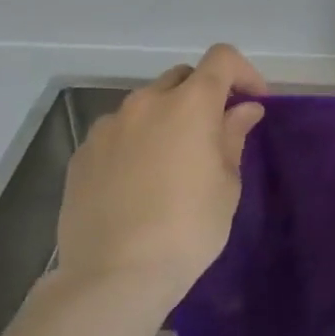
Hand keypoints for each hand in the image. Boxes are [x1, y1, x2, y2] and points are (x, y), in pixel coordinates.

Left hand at [56, 44, 267, 309]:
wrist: (113, 276)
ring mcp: (108, 126)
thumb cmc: (188, 228)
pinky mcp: (82, 153)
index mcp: (190, 103)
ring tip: (172, 160)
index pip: (222, 59)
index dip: (243, 73)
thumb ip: (233, 136)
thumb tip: (244, 109)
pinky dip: (136, 142)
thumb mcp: (227, 184)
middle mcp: (146, 102)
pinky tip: (138, 182)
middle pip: (182, 77)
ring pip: (146, 104)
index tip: (253, 103)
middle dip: (203, 94)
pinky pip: (118, 132)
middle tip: (214, 132)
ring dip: (167, 117)